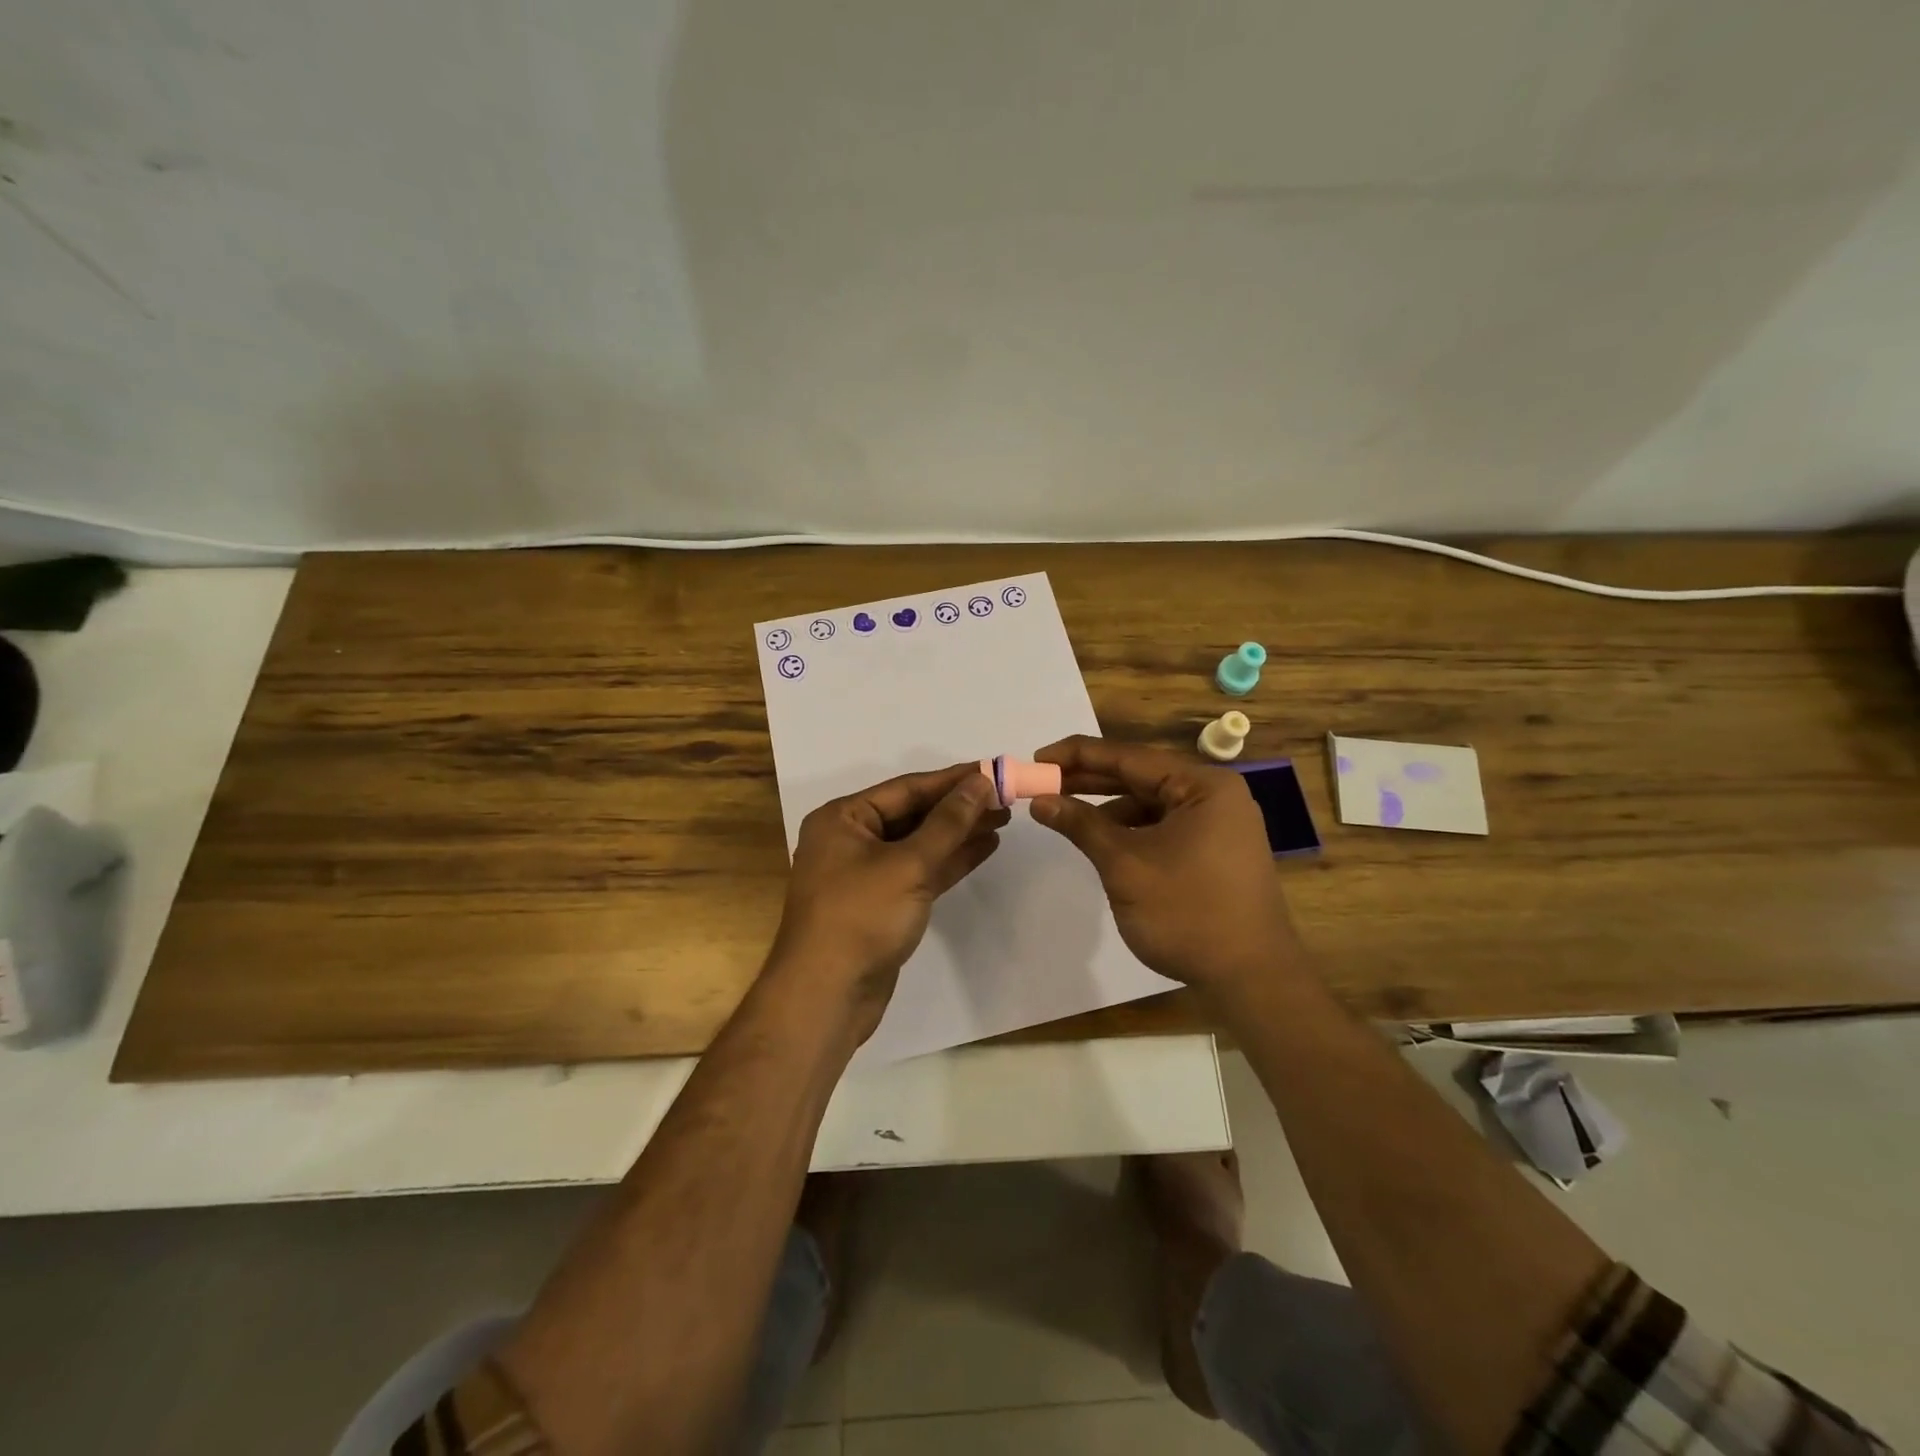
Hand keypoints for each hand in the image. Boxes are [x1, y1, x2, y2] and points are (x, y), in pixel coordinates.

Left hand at [769, 763, 1008, 1040]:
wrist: (827, 996)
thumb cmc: (861, 917)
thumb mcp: (908, 864)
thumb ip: (947, 823)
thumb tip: (979, 783)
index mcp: (843, 819)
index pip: (907, 788)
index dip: (952, 780)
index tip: (993, 770)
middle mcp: (851, 840)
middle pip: (913, 814)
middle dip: (959, 807)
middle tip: (1005, 798)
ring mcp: (866, 874)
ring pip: (920, 843)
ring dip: (959, 833)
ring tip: (1002, 820)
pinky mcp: (882, 904)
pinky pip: (920, 871)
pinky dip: (950, 861)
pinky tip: (983, 849)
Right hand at [1029, 736, 1302, 1002]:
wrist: (1251, 979)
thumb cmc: (1187, 913)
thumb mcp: (1125, 865)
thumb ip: (1081, 825)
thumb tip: (1040, 800)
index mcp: (1203, 786)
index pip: (1129, 757)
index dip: (1079, 755)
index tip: (1038, 758)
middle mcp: (1215, 796)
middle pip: (1141, 777)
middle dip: (1090, 781)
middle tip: (1043, 782)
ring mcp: (1219, 825)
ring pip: (1151, 804)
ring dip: (1108, 808)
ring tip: (1065, 814)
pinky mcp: (1215, 852)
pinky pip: (1164, 827)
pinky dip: (1131, 831)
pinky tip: (1102, 841)